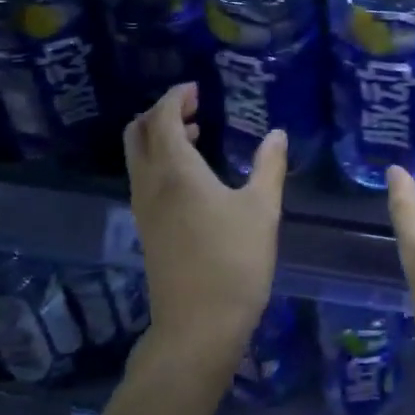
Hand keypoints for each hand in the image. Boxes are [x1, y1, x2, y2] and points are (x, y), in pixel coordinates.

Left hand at [125, 83, 286, 360]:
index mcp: (176, 170)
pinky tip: (193, 175)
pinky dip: (160, 161)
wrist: (198, 326)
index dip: (176, 97)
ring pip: (137, 156)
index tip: (197, 89)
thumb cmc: (234, 262)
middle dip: (161, 112)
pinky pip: (143, 178)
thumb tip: (277, 134)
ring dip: (160, 137)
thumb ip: (269, 166)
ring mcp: (143, 208)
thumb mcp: (262, 210)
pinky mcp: (146, 229)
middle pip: (138, 132)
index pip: (163, 117)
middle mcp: (150, 183)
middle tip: (194, 107)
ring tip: (198, 134)